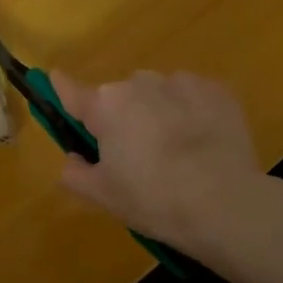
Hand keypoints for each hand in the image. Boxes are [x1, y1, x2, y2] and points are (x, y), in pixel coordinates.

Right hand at [50, 70, 263, 248]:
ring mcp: (180, 82)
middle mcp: (138, 83)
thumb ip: (75, 173)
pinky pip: (192, 96)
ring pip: (158, 93)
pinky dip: (192, 112)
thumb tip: (72, 159)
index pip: (72, 91)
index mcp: (105, 106)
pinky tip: (203, 142)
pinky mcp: (216, 90)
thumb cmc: (153, 199)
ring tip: (177, 150)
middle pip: (120, 97)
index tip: (56, 79)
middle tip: (136, 155)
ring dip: (159, 111)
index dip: (62, 88)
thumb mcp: (103, 196)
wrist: (225, 203)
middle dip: (123, 118)